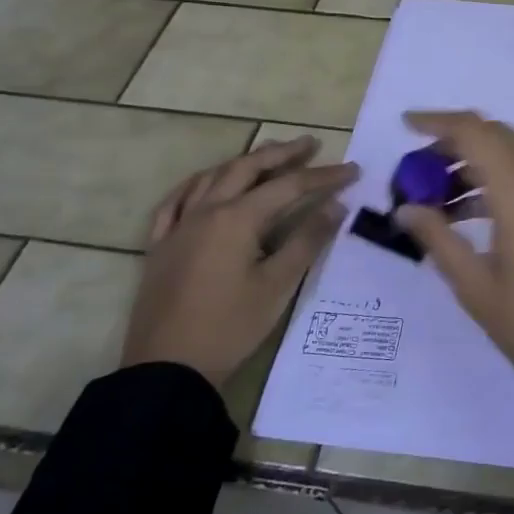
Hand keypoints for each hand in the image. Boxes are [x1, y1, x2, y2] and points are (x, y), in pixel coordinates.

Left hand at [123, 136, 358, 389]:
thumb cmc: (230, 327)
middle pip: (247, 169)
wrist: (168, 369)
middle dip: (282, 153)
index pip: (289, 187)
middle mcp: (206, 211)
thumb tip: (336, 206)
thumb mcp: (278, 285)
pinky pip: (174, 202)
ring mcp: (178, 227)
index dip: (324, 176)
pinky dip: (196, 184)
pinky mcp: (160, 246)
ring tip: (267, 155)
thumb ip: (308, 240)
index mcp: (237, 219)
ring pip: (212, 178)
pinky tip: (205, 183)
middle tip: (310, 143)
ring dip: (243, 162)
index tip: (353, 170)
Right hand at [394, 112, 513, 484]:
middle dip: (455, 144)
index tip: (405, 126)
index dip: (437, 121)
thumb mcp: (477, 287)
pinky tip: (472, 217)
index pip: (474, 131)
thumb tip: (405, 209)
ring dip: (477, 166)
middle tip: (418, 171)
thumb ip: (438, 239)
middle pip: (497, 137)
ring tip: (437, 202)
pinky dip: (501, 183)